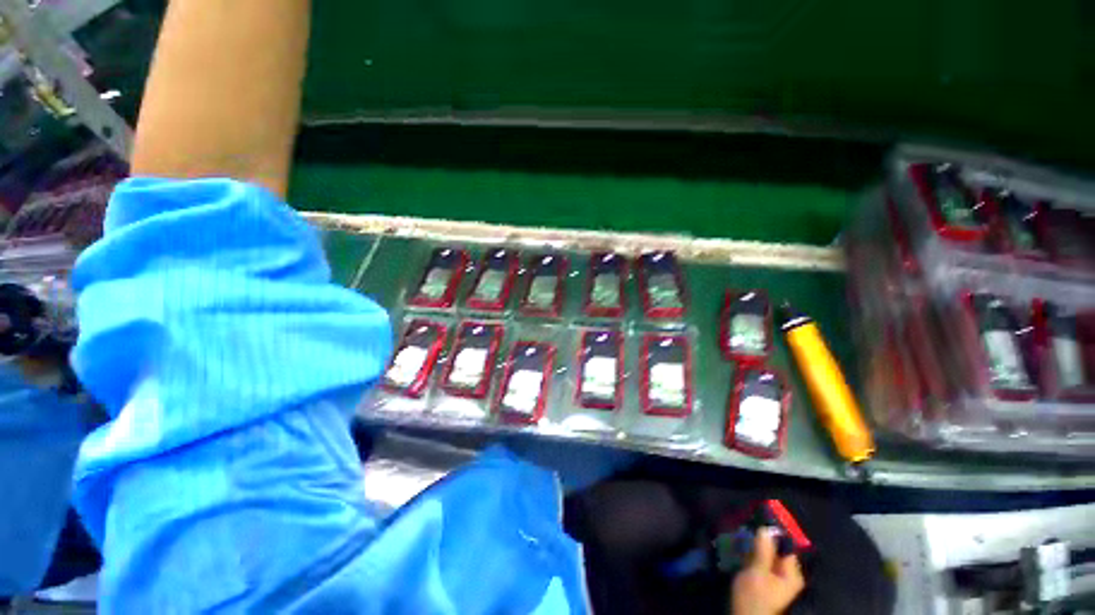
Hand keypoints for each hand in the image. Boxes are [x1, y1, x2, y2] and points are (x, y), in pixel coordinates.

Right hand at [730, 527, 805, 614]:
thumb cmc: (754, 597)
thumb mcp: (757, 572)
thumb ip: (763, 551)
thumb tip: (766, 528)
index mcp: (792, 573)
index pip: (787, 545)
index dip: (773, 531)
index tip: (758, 520)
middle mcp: (789, 574)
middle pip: (777, 549)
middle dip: (762, 538)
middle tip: (747, 528)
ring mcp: (778, 577)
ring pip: (768, 553)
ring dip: (756, 545)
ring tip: (743, 537)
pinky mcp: (767, 579)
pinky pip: (763, 560)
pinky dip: (754, 553)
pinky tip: (743, 550)